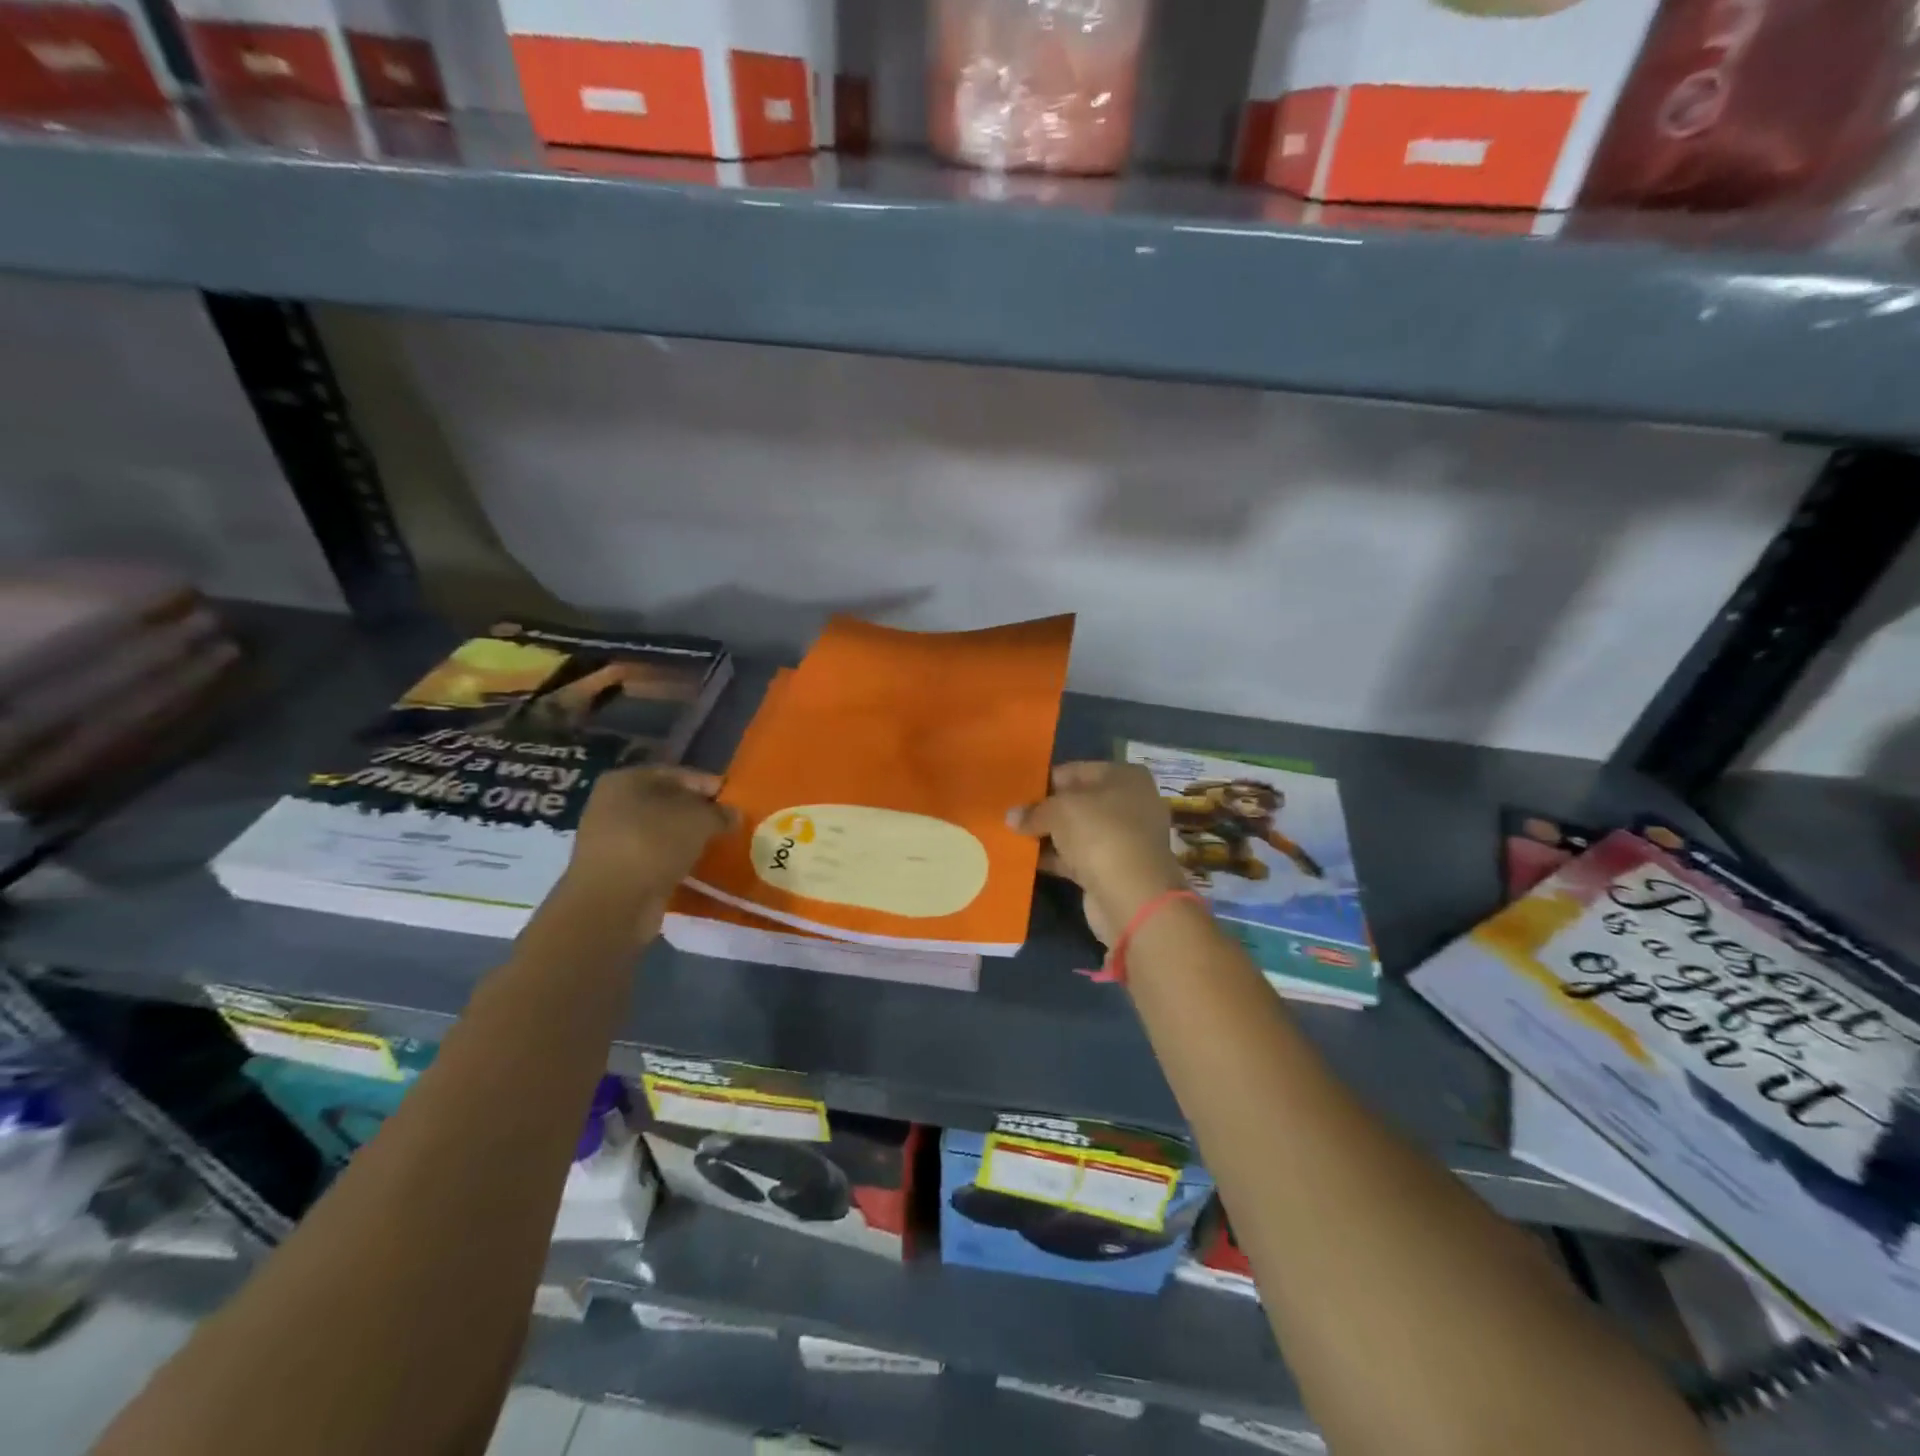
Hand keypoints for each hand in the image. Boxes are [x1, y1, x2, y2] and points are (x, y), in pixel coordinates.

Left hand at [564, 766, 734, 904]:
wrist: (611, 904)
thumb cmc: (653, 845)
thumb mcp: (699, 820)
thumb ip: (720, 813)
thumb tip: (733, 814)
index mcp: (626, 779)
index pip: (679, 774)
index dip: (709, 785)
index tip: (736, 800)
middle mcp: (612, 803)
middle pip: (667, 802)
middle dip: (698, 813)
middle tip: (728, 825)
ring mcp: (610, 838)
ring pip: (660, 831)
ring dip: (686, 839)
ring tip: (716, 847)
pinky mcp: (615, 869)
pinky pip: (653, 856)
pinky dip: (673, 860)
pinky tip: (695, 868)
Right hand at [1011, 763, 1188, 946]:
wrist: (1133, 896)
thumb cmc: (1101, 834)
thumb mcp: (1060, 811)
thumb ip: (1034, 811)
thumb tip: (1011, 816)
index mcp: (1124, 776)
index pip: (1075, 771)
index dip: (1045, 781)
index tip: (1016, 792)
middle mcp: (1128, 803)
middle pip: (1077, 802)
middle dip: (1045, 810)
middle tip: (1011, 815)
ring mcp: (1123, 838)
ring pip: (1077, 831)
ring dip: (1048, 835)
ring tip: (1011, 836)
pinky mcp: (1113, 869)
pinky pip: (1077, 857)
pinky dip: (1055, 858)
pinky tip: (1025, 860)